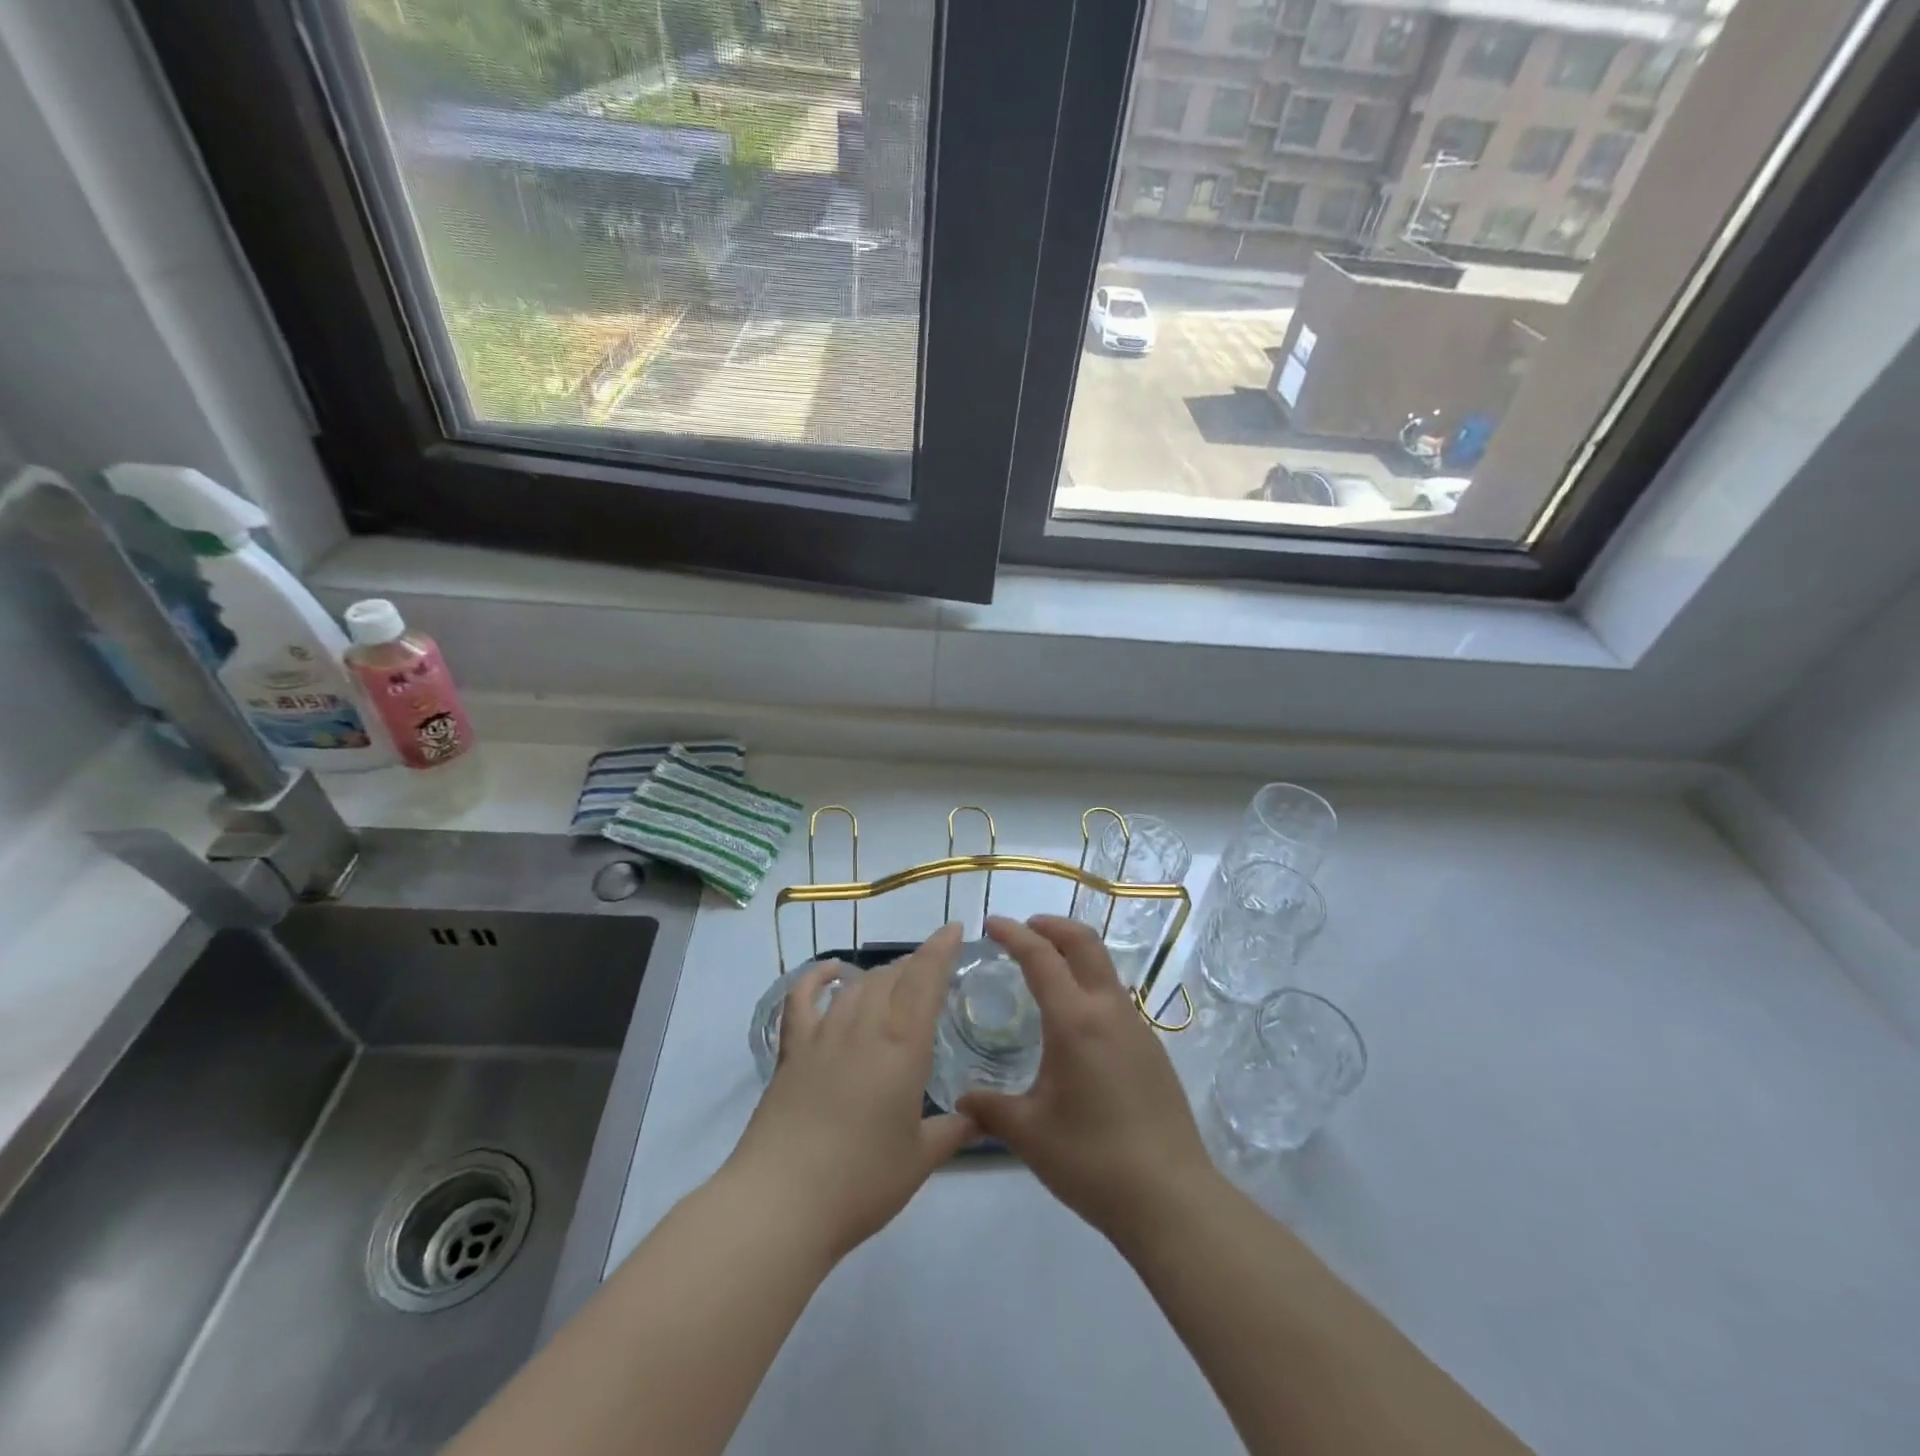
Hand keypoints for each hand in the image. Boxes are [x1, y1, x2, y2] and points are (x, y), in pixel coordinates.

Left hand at [724, 924, 976, 1262]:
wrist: (781, 1202)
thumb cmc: (861, 1182)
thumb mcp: (919, 1160)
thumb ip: (952, 1132)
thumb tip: (978, 1119)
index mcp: (902, 1045)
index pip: (925, 979)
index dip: (941, 949)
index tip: (954, 929)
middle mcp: (864, 1027)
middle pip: (891, 977)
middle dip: (915, 965)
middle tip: (932, 972)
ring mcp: (823, 1035)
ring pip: (857, 986)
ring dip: (879, 975)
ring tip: (894, 979)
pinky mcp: (792, 1051)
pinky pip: (803, 1000)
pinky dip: (817, 978)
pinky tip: (831, 973)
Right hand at [959, 915, 1213, 1244]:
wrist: (1171, 1198)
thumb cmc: (1092, 1160)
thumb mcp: (1029, 1134)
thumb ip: (989, 1109)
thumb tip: (960, 1101)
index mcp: (1075, 1020)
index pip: (1041, 957)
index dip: (1014, 934)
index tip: (991, 924)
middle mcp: (1109, 1011)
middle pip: (1084, 942)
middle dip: (1051, 925)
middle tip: (1023, 930)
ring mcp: (1137, 1027)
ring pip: (1104, 968)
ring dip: (1074, 954)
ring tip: (1045, 972)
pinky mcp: (1152, 1049)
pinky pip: (1115, 998)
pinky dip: (1089, 985)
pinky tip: (1075, 1022)